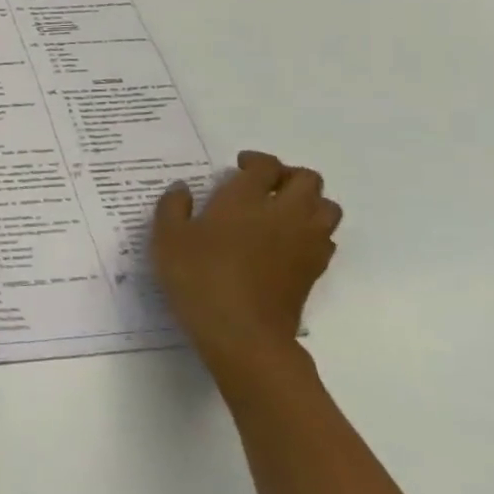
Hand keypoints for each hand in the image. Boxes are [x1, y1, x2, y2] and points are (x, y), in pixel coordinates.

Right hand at [152, 151, 342, 398]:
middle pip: (307, 179)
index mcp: (245, 199)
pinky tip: (287, 241)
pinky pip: (326, 236)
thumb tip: (182, 188)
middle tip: (263, 184)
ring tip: (282, 210)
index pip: (265, 165)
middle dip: (288, 175)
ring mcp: (305, 241)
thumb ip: (173, 207)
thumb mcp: (167, 239)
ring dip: (308, 201)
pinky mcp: (315, 268)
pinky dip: (312, 230)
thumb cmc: (199, 277)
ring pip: (327, 206)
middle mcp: (284, 212)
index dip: (255, 161)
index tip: (238, 166)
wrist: (243, 332)